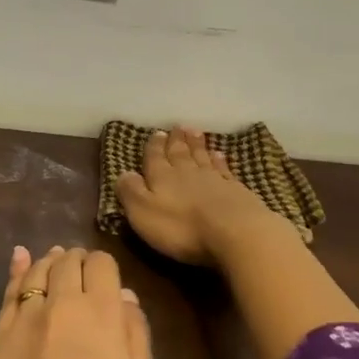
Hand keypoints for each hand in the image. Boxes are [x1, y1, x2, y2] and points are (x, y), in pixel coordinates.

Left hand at [0, 245, 158, 358]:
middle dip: (78, 261)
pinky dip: (18, 270)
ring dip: (50, 261)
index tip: (106, 280)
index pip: (102, 264)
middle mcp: (62, 302)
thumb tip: (125, 297)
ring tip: (55, 261)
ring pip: (38, 269)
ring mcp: (26, 315)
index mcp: (102, 312)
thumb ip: (137, 335)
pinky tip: (21, 259)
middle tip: (82, 271)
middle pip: (69, 261)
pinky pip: (9, 290)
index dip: (105, 267)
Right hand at [116, 126, 276, 266]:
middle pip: (180, 153)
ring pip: (202, 157)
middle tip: (177, 127)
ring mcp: (214, 179)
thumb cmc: (182, 227)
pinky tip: (219, 154)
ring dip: (197, 144)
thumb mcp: (143, 212)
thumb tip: (122, 173)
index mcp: (161, 177)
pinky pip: (224, 169)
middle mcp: (187, 172)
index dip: (153, 147)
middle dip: (176, 141)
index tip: (156, 133)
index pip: (154, 158)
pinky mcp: (235, 190)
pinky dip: (220, 160)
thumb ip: (131, 191)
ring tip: (195, 132)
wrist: (234, 231)